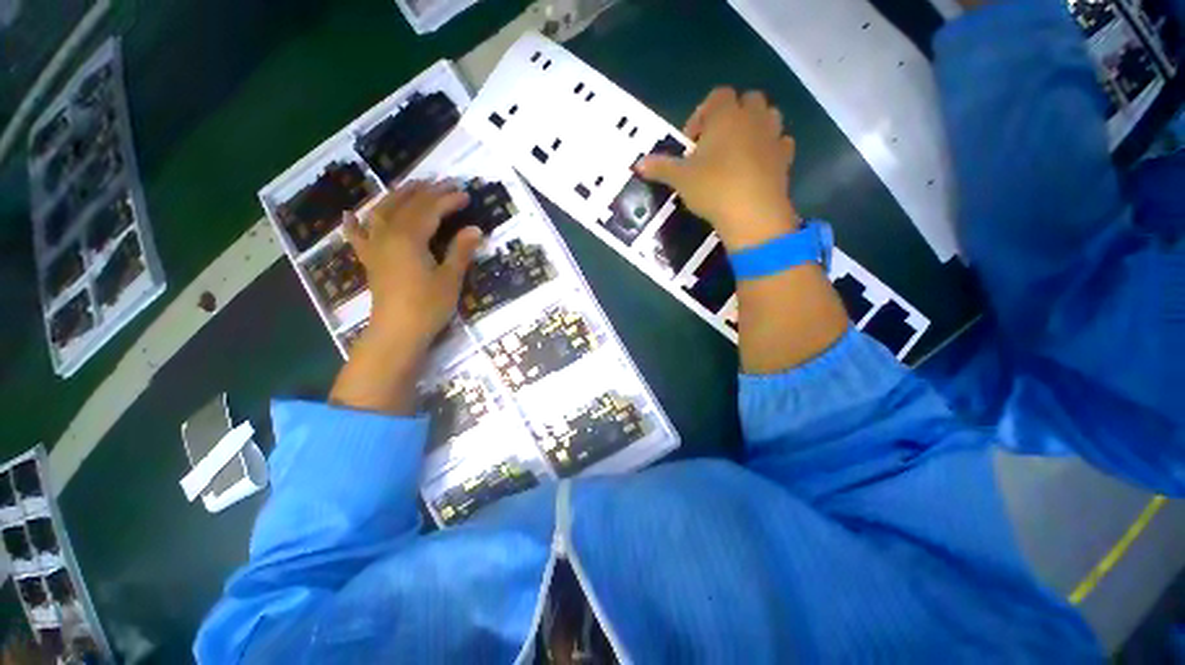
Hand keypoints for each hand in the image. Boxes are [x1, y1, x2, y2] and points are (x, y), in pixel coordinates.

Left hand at [343, 181, 481, 350]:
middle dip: (426, 191)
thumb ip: (461, 251)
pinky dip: (354, 224)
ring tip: (412, 186)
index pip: (430, 210)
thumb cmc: (427, 307)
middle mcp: (387, 235)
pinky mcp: (370, 261)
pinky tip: (351, 214)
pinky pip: (357, 237)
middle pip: (406, 205)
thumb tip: (475, 229)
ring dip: (397, 196)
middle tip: (444, 183)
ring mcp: (375, 247)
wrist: (397, 333)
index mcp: (409, 238)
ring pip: (382, 212)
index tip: (466, 194)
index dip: (448, 200)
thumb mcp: (450, 279)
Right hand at [637, 88, 798, 251]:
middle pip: (746, 100)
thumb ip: (660, 167)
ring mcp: (773, 136)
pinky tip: (756, 167)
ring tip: (736, 154)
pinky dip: (769, 149)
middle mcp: (753, 117)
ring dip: (753, 128)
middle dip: (730, 117)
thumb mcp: (680, 179)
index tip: (691, 144)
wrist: (752, 214)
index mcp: (726, 115)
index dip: (701, 116)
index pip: (716, 96)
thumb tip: (637, 164)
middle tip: (714, 146)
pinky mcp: (785, 158)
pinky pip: (780, 143)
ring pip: (768, 116)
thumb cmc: (713, 188)